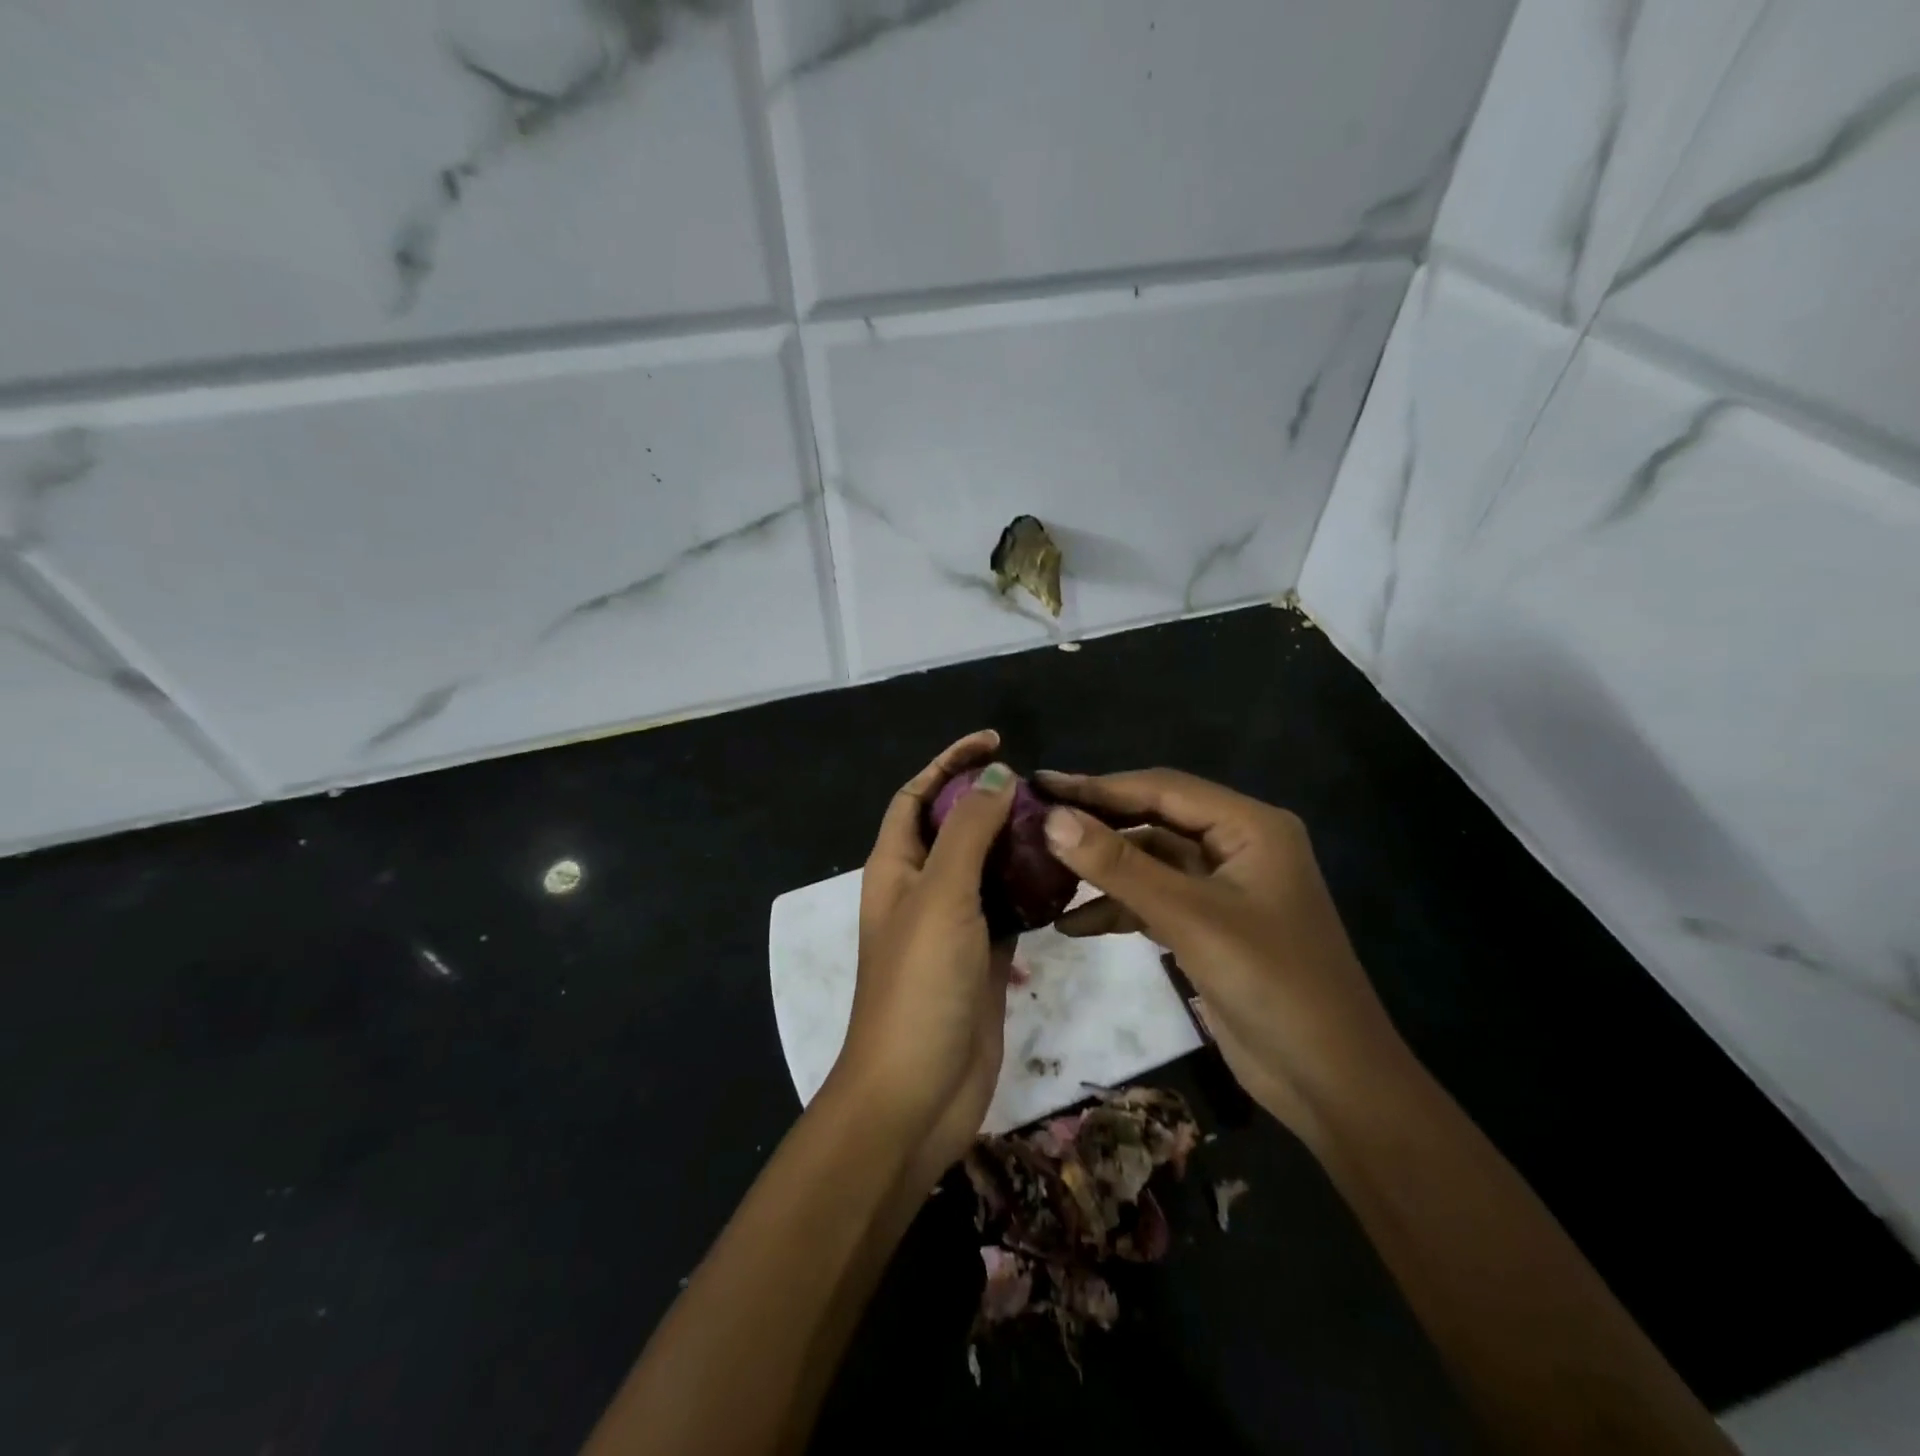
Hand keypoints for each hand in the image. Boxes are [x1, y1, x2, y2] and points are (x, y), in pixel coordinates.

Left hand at [833, 731, 1017, 1181]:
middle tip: (1041, 786)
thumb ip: (969, 831)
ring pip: (985, 867)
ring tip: (1060, 822)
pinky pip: (1008, 908)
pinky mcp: (983, 957)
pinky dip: (1031, 889)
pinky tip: (1065, 875)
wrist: (917, 1093)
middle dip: (989, 799)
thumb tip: (996, 774)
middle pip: (954, 827)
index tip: (994, 740)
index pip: (918, 795)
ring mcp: (953, 925)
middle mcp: (920, 889)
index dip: (949, 762)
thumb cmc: (920, 984)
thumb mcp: (942, 895)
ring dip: (1014, 843)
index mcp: (895, 867)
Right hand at [1035, 768, 1410, 1142]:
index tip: (1040, 784)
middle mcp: (1238, 845)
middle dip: (1096, 824)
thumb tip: (1053, 819)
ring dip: (1103, 870)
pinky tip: (1072, 924)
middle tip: (1034, 820)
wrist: (1332, 1083)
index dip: (1098, 785)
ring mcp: (1223, 887)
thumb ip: (1119, 867)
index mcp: (1249, 826)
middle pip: (1154, 820)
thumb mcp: (1190, 919)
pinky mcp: (1210, 925)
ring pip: (1150, 862)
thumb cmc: (1272, 985)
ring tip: (1041, 871)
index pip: (1162, 788)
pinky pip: (1155, 900)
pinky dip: (1118, 908)